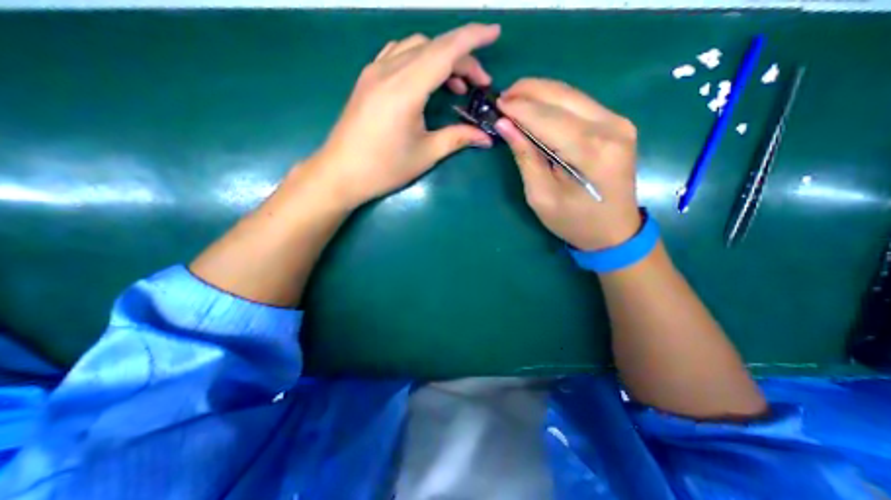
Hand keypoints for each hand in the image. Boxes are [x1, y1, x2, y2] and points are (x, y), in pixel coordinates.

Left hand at [305, 23, 500, 208]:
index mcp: (406, 89)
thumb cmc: (384, 168)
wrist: (341, 173)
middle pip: (433, 48)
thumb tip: (485, 138)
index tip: (495, 33)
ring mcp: (374, 72)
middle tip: (478, 84)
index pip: (445, 51)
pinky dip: (419, 59)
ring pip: (414, 47)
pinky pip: (397, 54)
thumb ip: (457, 139)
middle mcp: (388, 70)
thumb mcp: (425, 154)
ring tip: (455, 85)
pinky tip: (425, 79)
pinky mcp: (367, 79)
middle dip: (462, 58)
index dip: (473, 38)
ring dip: (440, 58)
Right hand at [498, 80, 644, 252]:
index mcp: (590, 151)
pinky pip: (580, 104)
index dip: (519, 109)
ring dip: (540, 94)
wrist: (614, 231)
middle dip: (528, 91)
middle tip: (502, 98)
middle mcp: (610, 127)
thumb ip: (525, 158)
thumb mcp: (541, 196)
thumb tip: (505, 125)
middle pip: (562, 96)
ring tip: (515, 101)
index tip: (496, 104)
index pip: (547, 118)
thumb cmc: (574, 221)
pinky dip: (555, 102)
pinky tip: (537, 108)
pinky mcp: (617, 124)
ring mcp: (618, 122)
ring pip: (571, 95)